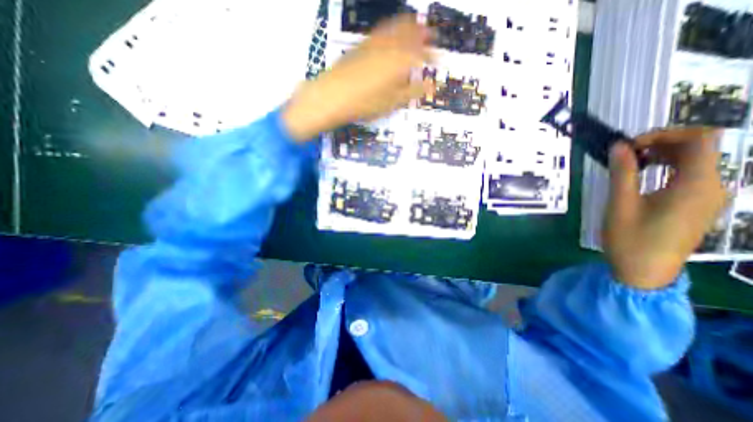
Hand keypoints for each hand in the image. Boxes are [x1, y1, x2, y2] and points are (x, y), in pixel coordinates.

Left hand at [283, 15, 428, 139]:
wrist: (333, 95)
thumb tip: (431, 86)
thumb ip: (413, 92)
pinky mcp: (362, 44)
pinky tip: (391, 32)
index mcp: (401, 61)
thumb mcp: (392, 102)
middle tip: (432, 35)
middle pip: (411, 34)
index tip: (440, 58)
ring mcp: (374, 42)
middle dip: (423, 34)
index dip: (433, 56)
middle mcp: (390, 46)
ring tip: (416, 26)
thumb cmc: (366, 103)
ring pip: (396, 27)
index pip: (422, 54)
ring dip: (409, 26)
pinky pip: (381, 30)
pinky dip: (391, 28)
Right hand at [605, 127, 726, 289]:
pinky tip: (644, 176)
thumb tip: (619, 146)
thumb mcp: (620, 204)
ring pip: (696, 161)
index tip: (630, 144)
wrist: (645, 271)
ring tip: (631, 162)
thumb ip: (623, 172)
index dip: (665, 133)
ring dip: (665, 154)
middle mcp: (713, 187)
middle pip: (701, 148)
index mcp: (696, 185)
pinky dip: (668, 168)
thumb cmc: (630, 238)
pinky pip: (691, 176)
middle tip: (626, 152)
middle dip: (663, 142)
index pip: (700, 139)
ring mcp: (709, 197)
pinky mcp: (699, 206)